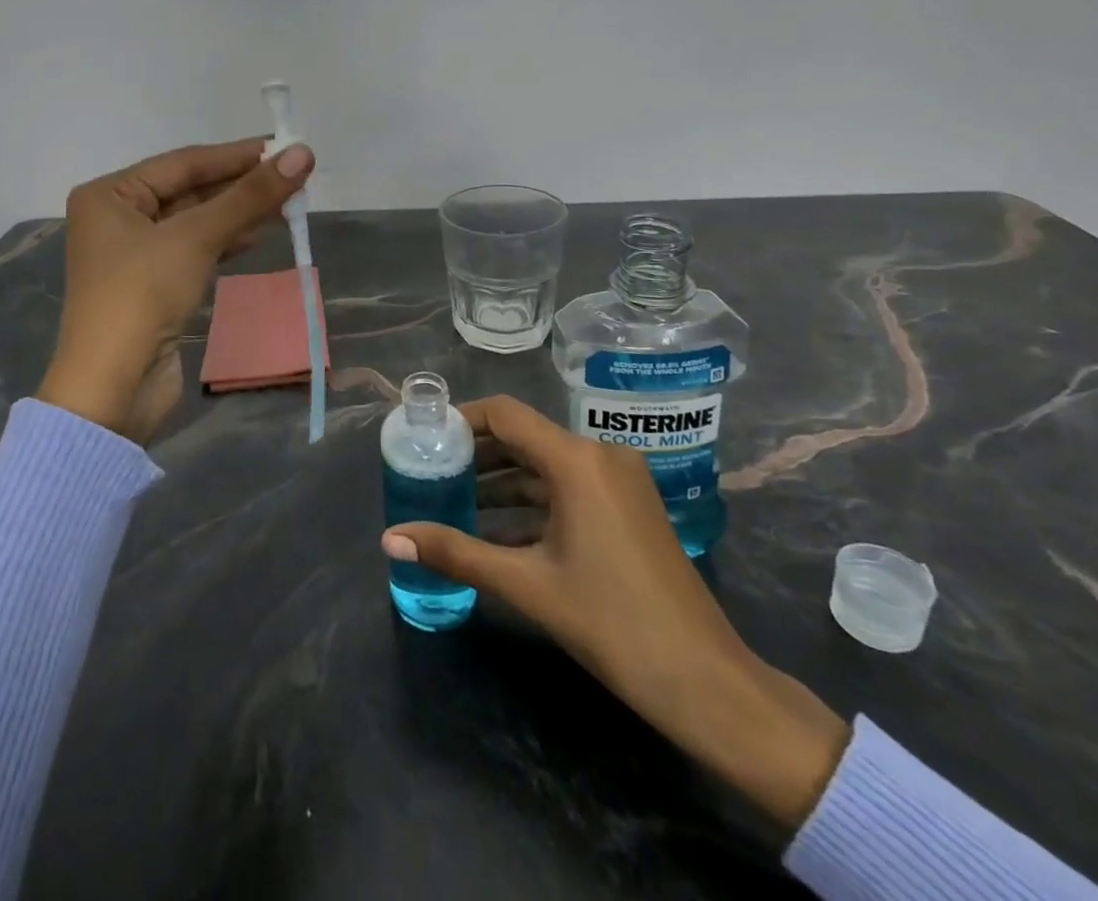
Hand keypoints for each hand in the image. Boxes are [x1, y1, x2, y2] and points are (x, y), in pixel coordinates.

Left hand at [36, 138, 314, 443]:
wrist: (112, 388)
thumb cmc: (142, 296)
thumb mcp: (196, 238)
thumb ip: (249, 197)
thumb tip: (303, 154)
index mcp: (109, 194)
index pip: (183, 162)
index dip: (237, 155)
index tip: (284, 146)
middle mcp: (117, 217)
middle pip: (189, 190)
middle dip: (240, 185)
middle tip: (293, 174)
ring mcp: (134, 254)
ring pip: (195, 221)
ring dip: (238, 213)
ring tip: (287, 203)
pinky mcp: (152, 285)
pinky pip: (194, 250)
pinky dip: (226, 241)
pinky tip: (260, 235)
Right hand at [382, 396, 848, 827]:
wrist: (707, 683)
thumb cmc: (613, 623)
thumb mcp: (527, 584)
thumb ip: (456, 553)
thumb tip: (390, 538)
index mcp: (577, 460)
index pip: (505, 415)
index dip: (461, 419)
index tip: (425, 436)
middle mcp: (600, 455)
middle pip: (524, 437)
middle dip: (476, 455)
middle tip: (430, 471)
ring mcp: (619, 481)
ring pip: (545, 466)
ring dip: (501, 482)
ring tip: (453, 502)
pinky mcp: (628, 507)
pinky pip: (567, 489)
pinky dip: (531, 503)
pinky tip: (495, 531)